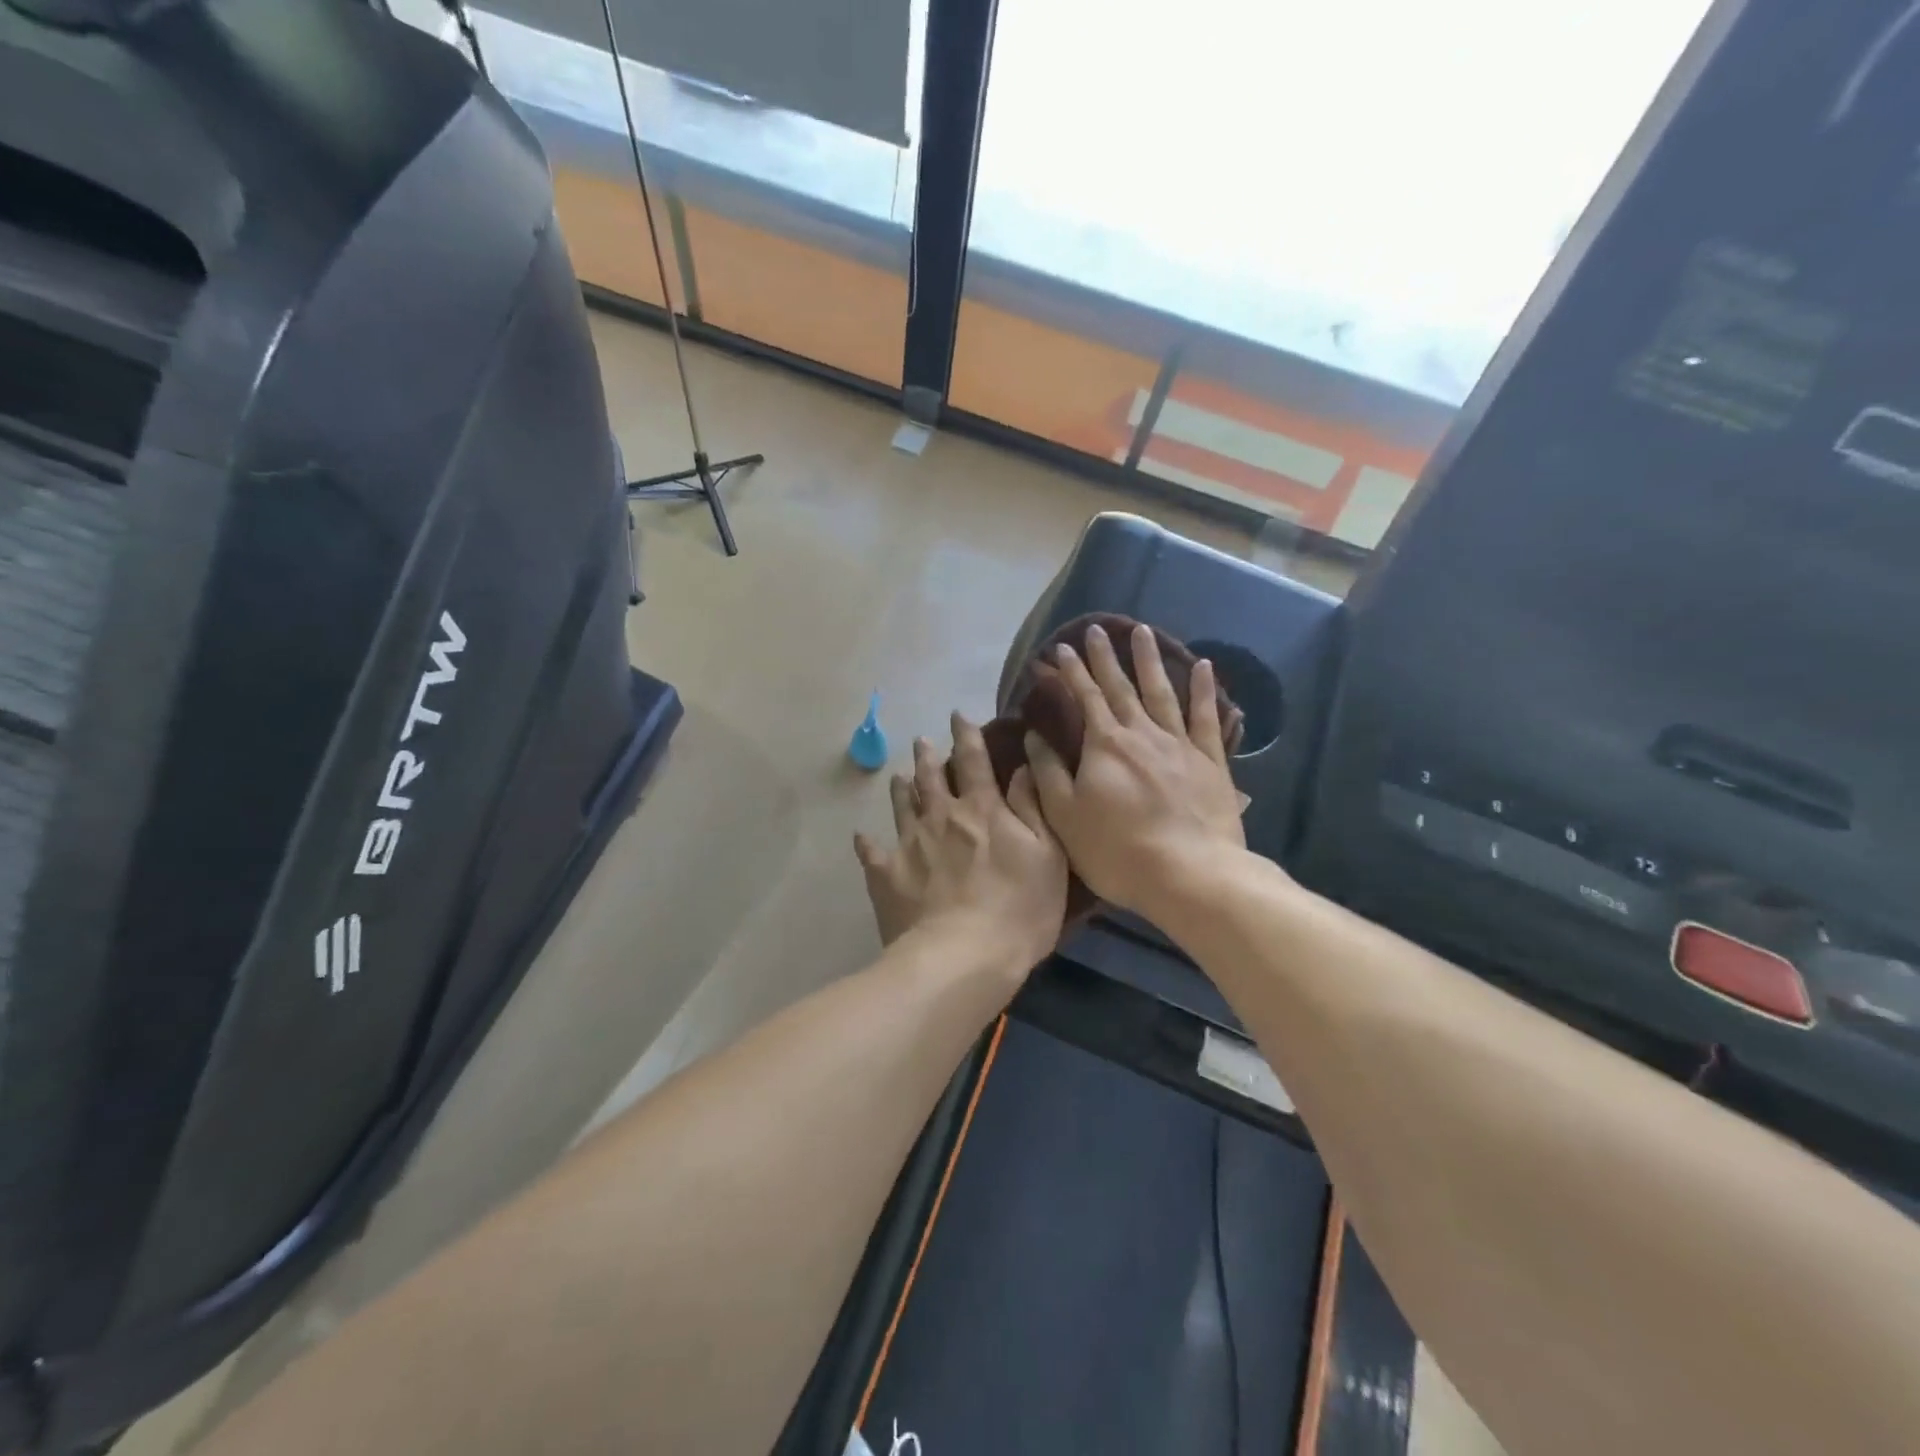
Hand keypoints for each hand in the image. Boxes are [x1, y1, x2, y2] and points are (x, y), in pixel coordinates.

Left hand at [855, 712, 1068, 973]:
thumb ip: (1033, 806)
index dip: (966, 735)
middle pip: (931, 778)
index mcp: (981, 809)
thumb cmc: (1019, 908)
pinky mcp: (886, 875)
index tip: (958, 715)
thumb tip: (1022, 764)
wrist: (963, 957)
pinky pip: (871, 853)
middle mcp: (941, 816)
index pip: (974, 761)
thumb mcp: (1048, 855)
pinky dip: (866, 843)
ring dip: (901, 788)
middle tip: (922, 741)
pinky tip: (861, 836)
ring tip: (897, 776)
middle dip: (927, 756)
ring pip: (902, 806)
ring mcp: (910, 844)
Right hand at [1025, 622, 1246, 918]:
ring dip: (1150, 660)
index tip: (1060, 648)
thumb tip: (1035, 736)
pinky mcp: (1211, 762)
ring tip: (1143, 630)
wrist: (1190, 873)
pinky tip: (1203, 667)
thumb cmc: (1117, 850)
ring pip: (1162, 692)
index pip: (1084, 698)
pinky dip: (1203, 691)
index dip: (1071, 672)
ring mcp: (1180, 745)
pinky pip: (1207, 718)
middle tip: (1096, 630)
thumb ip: (1048, 773)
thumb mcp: (1065, 816)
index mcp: (1105, 745)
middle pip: (1121, 687)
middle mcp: (1142, 733)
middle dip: (1105, 657)